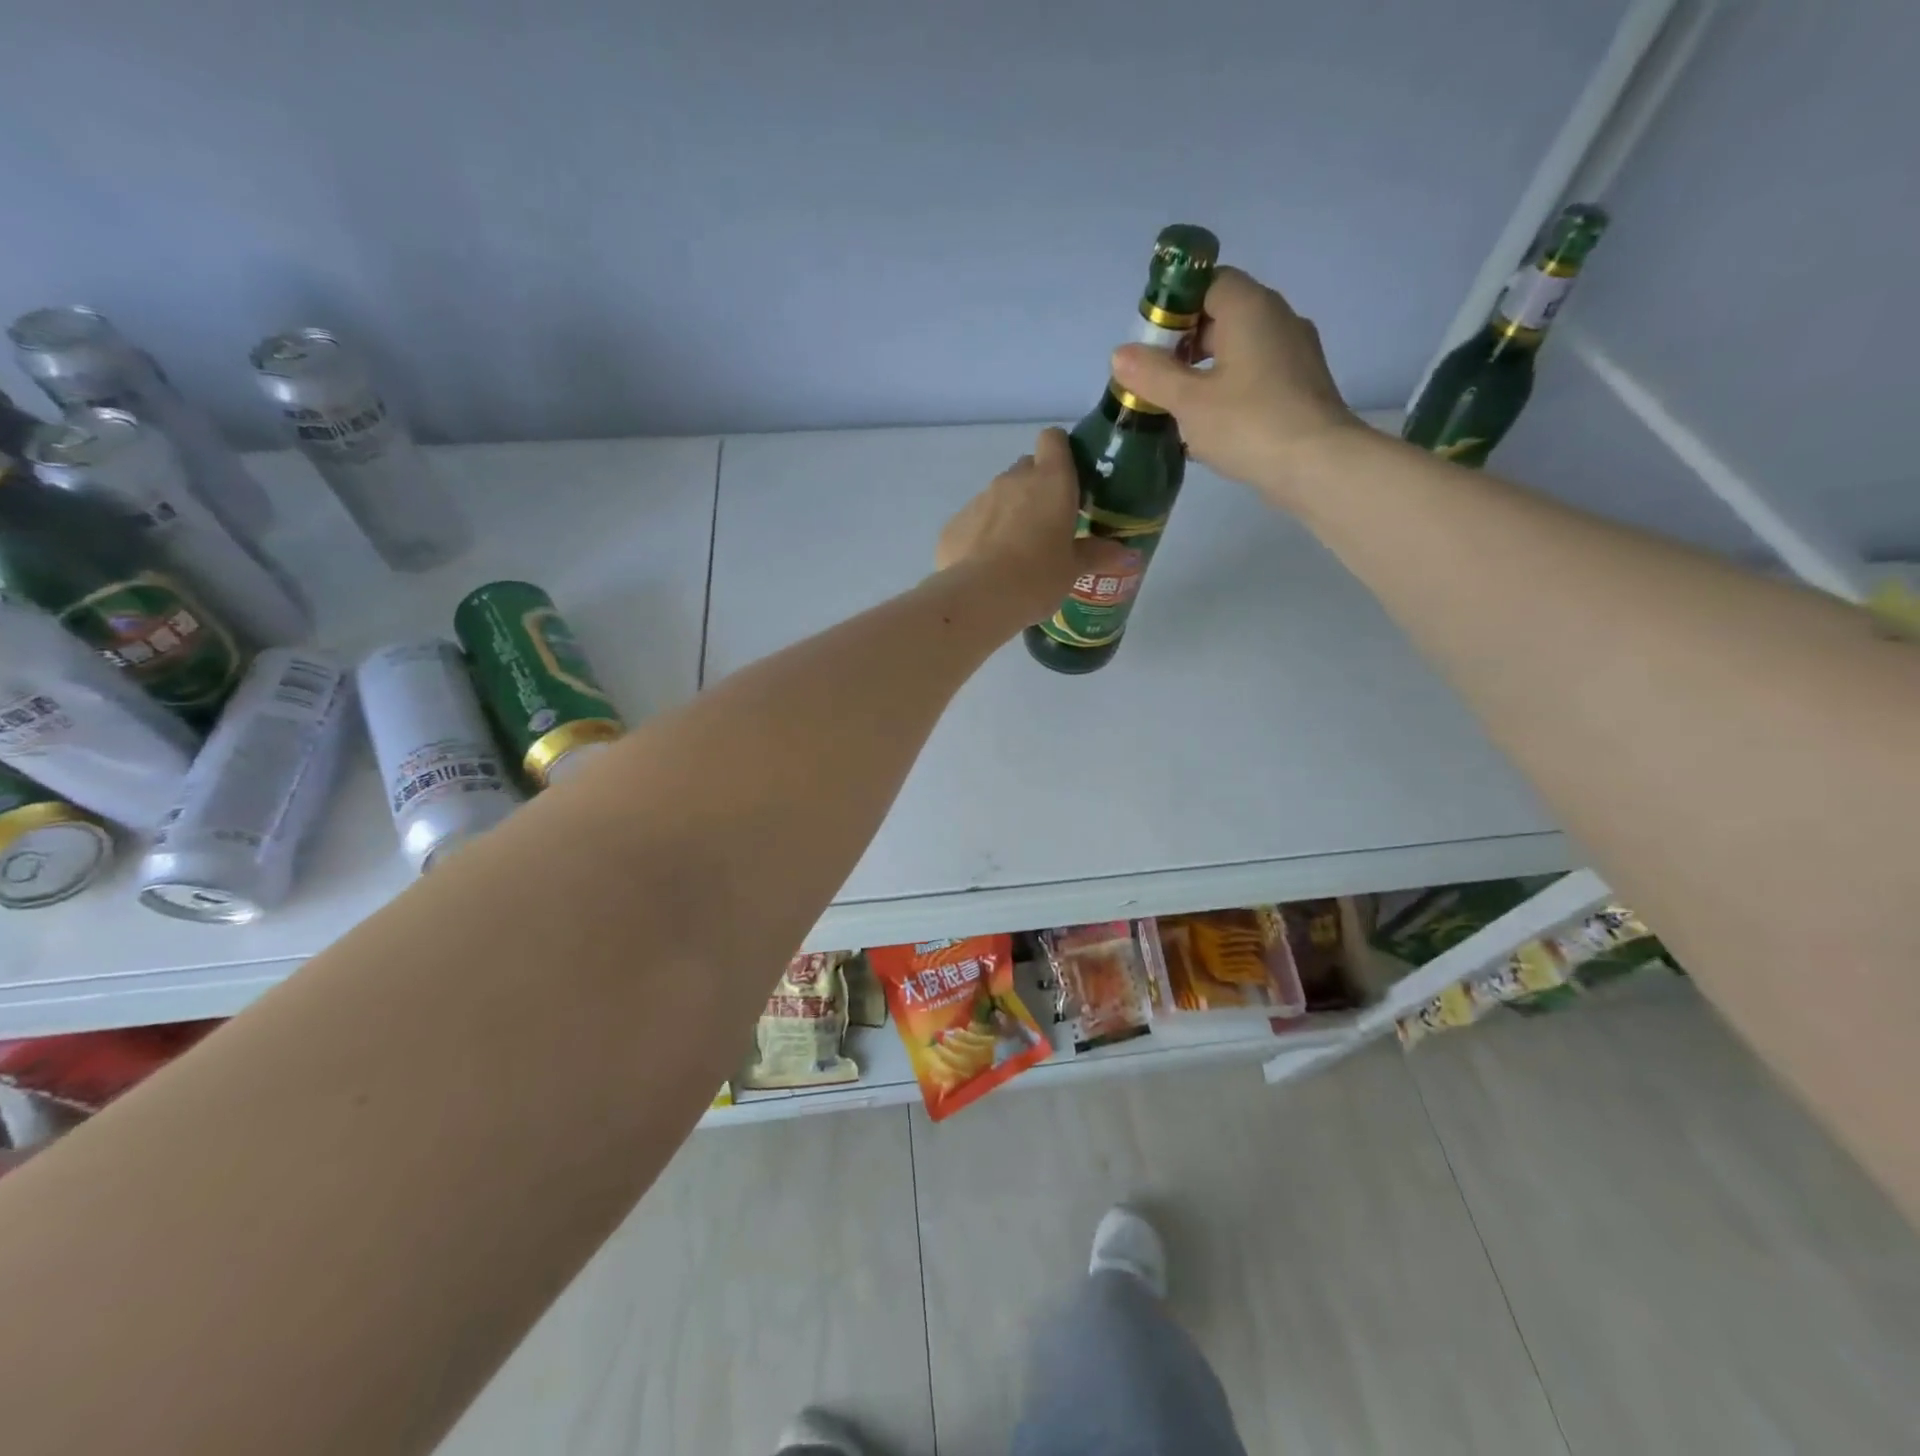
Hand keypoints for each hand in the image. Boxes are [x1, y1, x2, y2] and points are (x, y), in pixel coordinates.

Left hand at [936, 427, 1099, 625]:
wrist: (979, 598)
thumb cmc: (1038, 577)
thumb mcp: (1073, 569)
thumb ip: (1096, 554)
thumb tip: (1126, 552)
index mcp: (1051, 481)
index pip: (1053, 439)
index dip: (1060, 453)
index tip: (1068, 478)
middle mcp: (1013, 480)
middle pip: (1026, 468)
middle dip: (1036, 488)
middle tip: (1047, 524)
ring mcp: (979, 499)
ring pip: (998, 495)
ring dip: (1008, 513)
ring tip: (1015, 552)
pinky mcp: (954, 523)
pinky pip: (974, 521)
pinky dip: (982, 535)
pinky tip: (987, 566)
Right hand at [1110, 266, 1366, 504]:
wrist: (1317, 465)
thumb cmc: (1248, 423)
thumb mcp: (1188, 402)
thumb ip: (1152, 375)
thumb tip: (1121, 354)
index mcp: (1250, 308)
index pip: (1209, 282)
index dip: (1175, 306)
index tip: (1152, 343)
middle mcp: (1278, 319)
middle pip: (1223, 316)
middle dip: (1185, 345)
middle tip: (1156, 380)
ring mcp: (1294, 353)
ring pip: (1239, 350)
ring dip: (1206, 373)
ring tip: (1178, 408)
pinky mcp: (1300, 387)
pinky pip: (1255, 377)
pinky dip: (1229, 392)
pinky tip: (1210, 427)